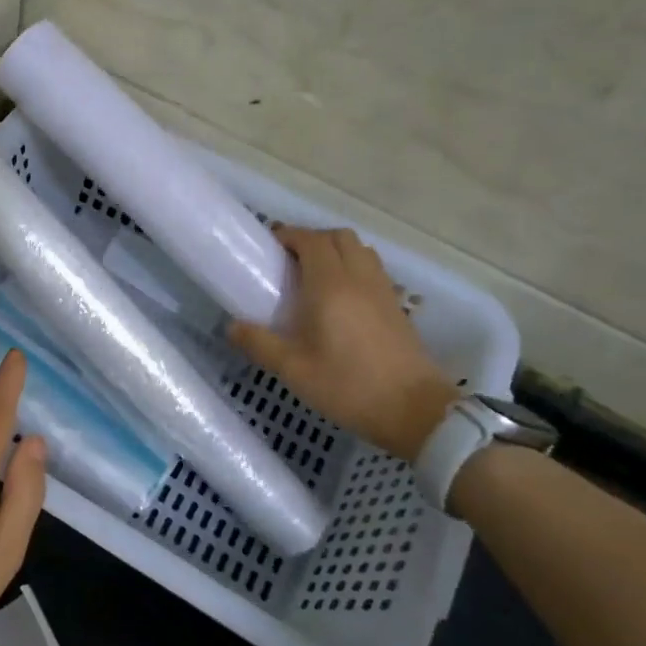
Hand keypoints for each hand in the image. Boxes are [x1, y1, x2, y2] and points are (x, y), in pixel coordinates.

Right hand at [228, 225, 458, 459]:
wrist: (414, 410)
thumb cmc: (348, 386)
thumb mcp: (293, 369)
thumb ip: (259, 343)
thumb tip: (232, 327)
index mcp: (330, 285)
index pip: (310, 240)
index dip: (288, 235)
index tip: (268, 246)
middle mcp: (358, 278)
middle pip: (338, 237)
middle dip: (311, 239)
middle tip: (288, 261)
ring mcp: (382, 290)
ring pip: (359, 249)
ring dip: (335, 250)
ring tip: (313, 275)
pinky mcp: (396, 305)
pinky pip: (372, 268)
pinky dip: (353, 267)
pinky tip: (340, 296)